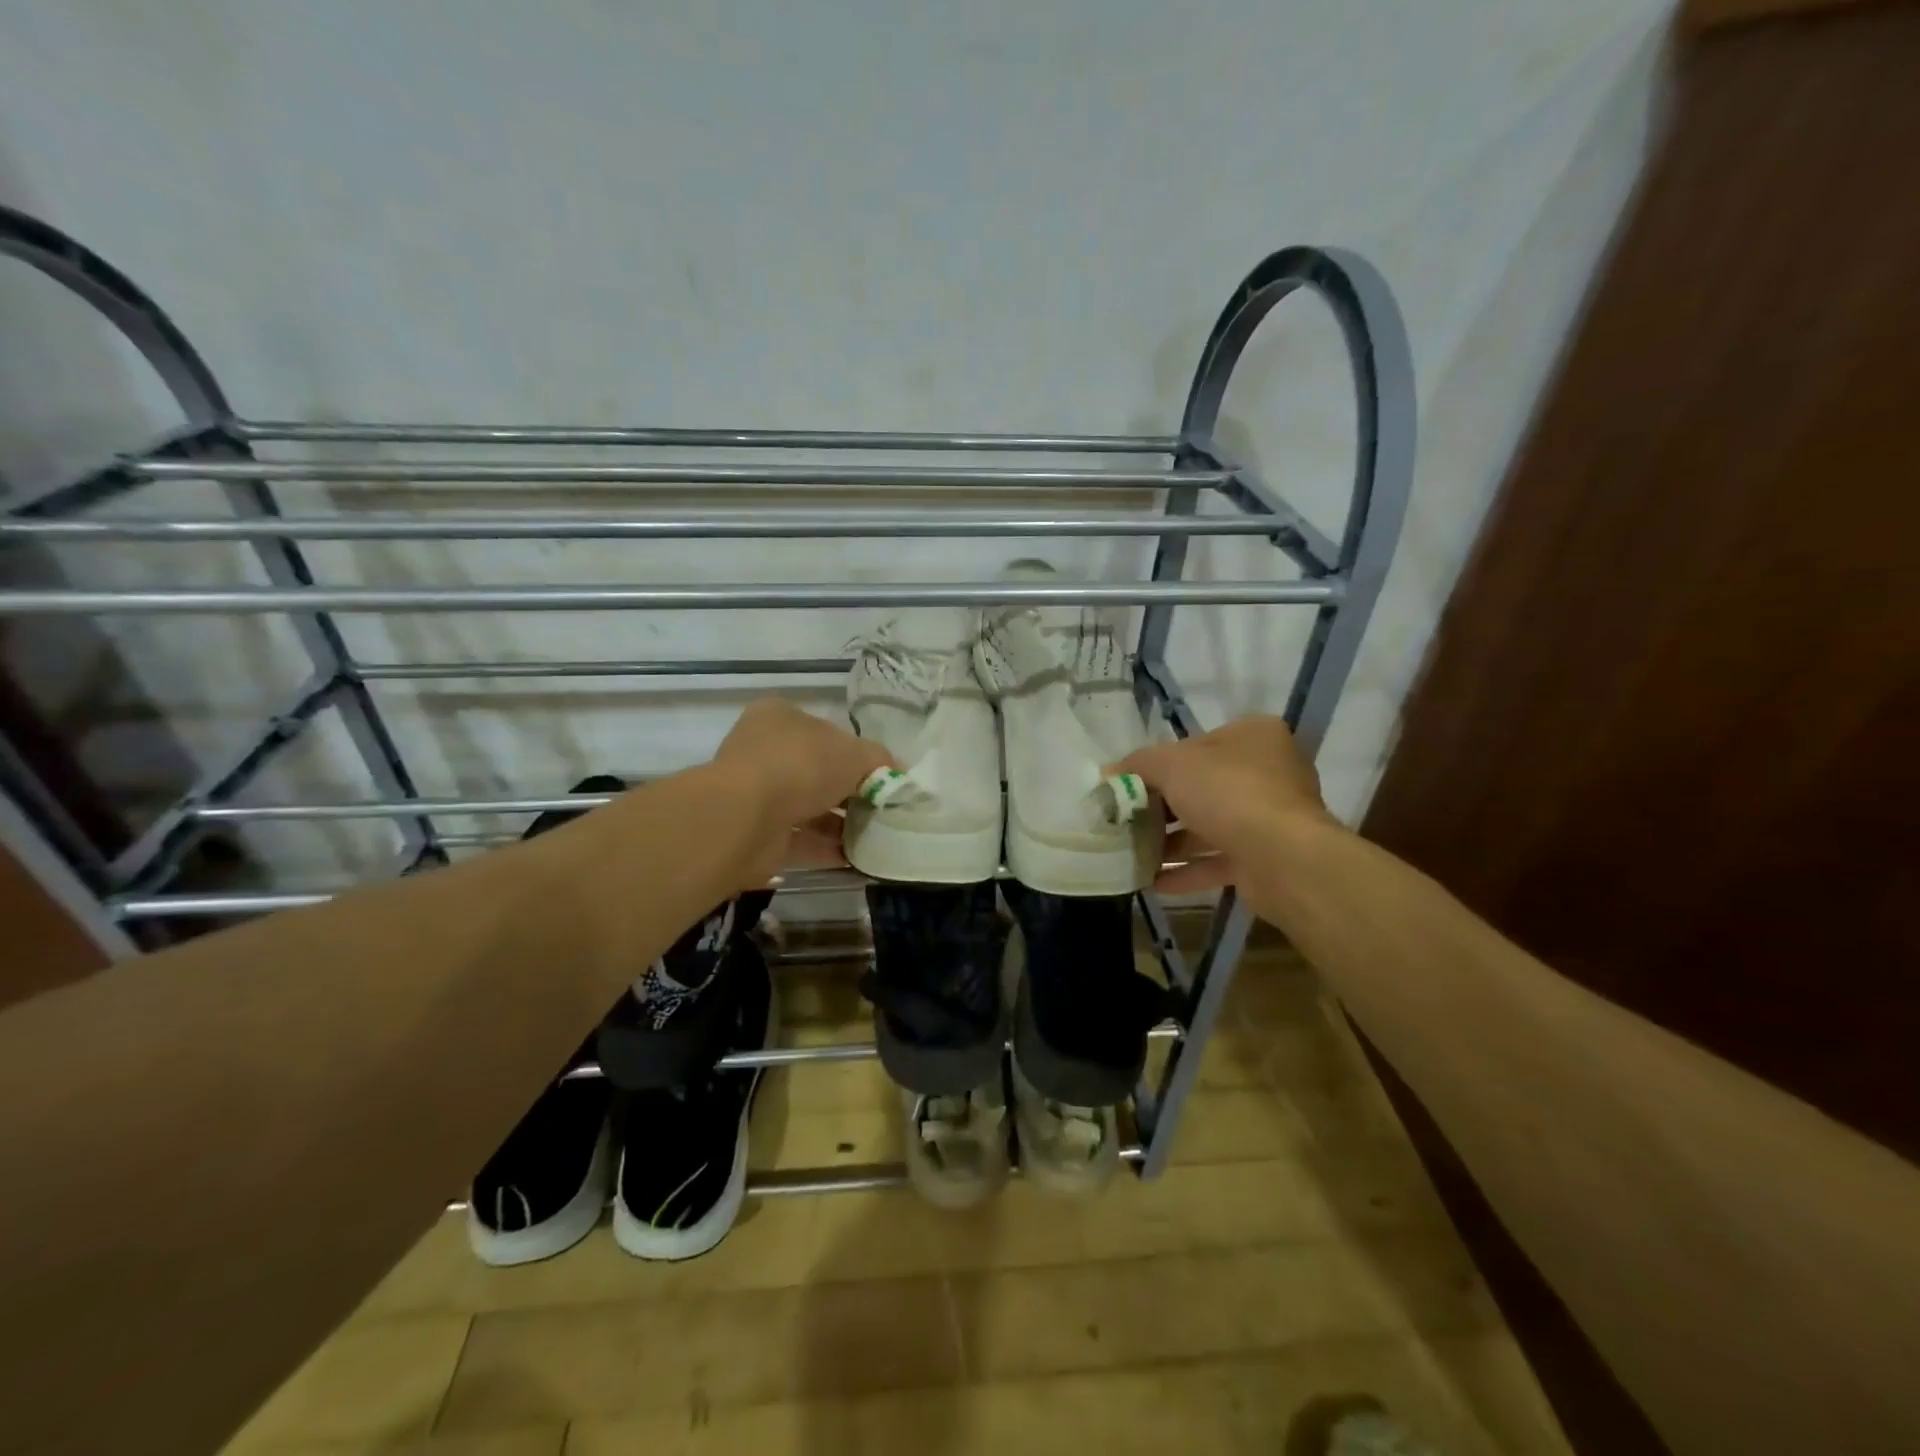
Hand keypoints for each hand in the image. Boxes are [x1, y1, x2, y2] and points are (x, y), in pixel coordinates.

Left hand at [713, 699, 893, 887]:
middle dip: (850, 792)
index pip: (825, 731)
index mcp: (780, 718)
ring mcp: (757, 795)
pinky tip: (859, 859)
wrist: (746, 818)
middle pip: (817, 772)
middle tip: (883, 809)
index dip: (856, 751)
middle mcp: (764, 752)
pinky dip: (828, 850)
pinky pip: (801, 840)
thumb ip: (879, 761)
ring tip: (878, 837)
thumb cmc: (801, 766)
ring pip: (809, 808)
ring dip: (841, 824)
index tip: (882, 775)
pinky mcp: (757, 835)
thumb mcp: (855, 753)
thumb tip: (896, 775)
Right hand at [1115, 716, 1334, 896]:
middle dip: (1161, 807)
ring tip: (1130, 853)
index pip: (1196, 744)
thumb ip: (1137, 765)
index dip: (1158, 763)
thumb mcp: (1170, 765)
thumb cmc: (1228, 793)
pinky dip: (1186, 870)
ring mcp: (1271, 818)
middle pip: (1202, 786)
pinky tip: (1151, 881)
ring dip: (1171, 842)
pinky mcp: (1267, 858)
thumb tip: (1108, 774)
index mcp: (1253, 736)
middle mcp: (1268, 772)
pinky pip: (1218, 860)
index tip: (1128, 784)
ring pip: (1210, 826)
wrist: (1283, 858)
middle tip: (1125, 820)